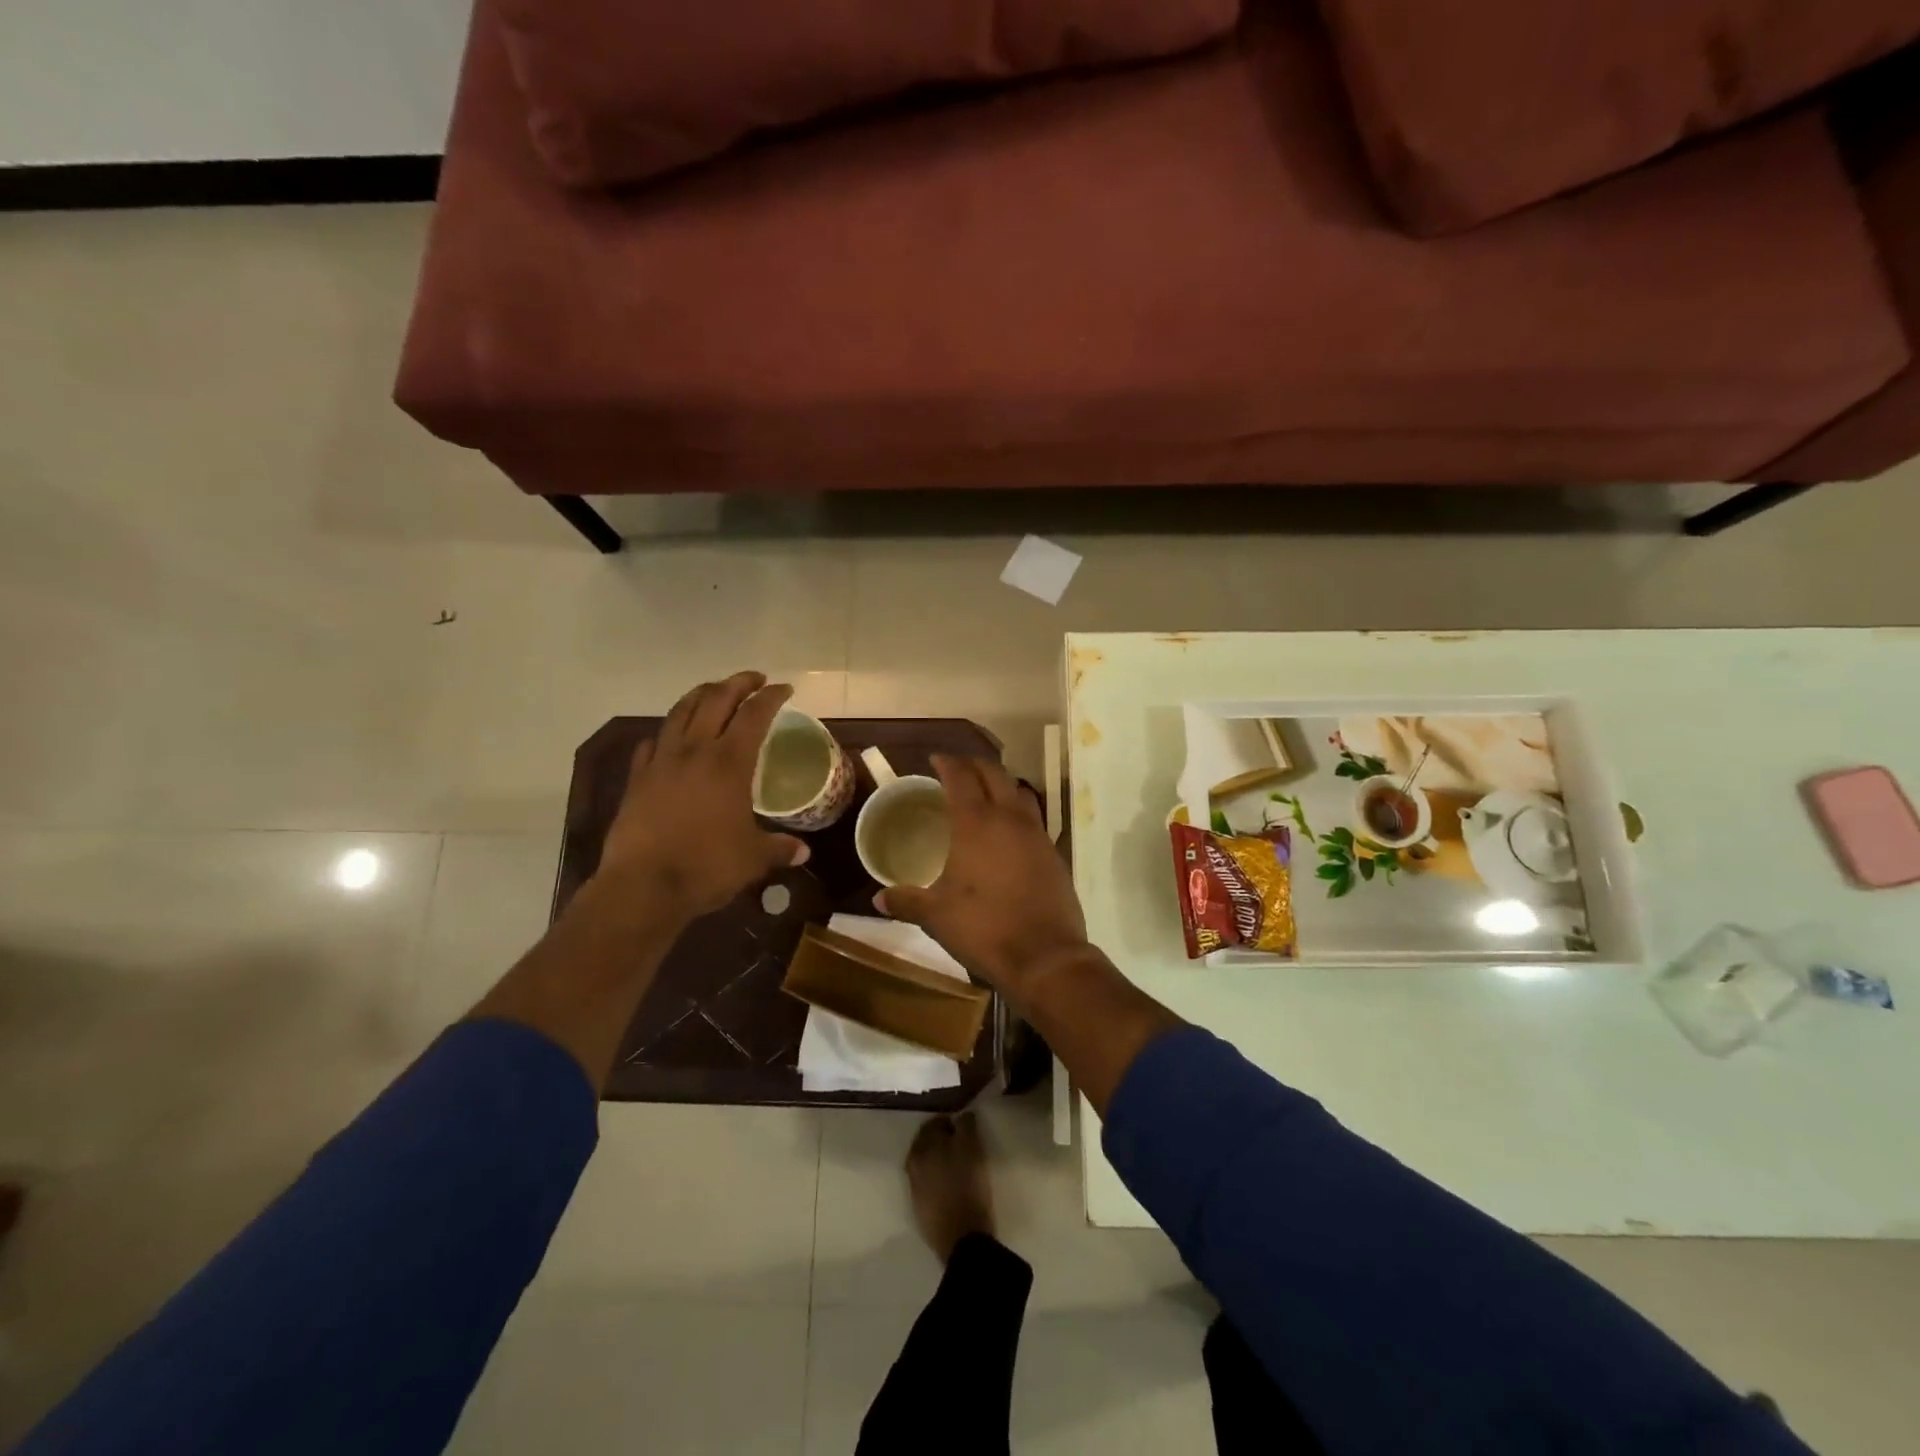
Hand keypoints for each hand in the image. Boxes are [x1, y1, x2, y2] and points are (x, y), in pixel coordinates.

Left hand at [597, 672, 807, 919]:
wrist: (643, 886)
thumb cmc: (706, 866)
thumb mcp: (753, 858)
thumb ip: (779, 848)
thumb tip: (803, 852)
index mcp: (729, 762)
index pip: (754, 714)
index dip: (771, 697)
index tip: (784, 689)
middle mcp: (694, 751)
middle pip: (716, 700)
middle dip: (738, 683)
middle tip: (755, 680)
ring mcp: (661, 762)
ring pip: (680, 712)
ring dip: (701, 695)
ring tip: (714, 692)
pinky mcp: (637, 779)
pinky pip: (652, 743)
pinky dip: (667, 733)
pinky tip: (671, 739)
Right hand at [876, 755, 1089, 1001]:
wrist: (1045, 956)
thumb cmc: (983, 928)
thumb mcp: (936, 915)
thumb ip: (906, 902)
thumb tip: (878, 899)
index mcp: (977, 823)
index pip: (961, 778)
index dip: (947, 764)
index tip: (935, 760)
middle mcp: (1009, 818)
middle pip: (995, 774)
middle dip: (974, 765)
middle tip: (957, 769)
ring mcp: (1037, 834)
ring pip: (1020, 791)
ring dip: (1001, 784)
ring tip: (985, 793)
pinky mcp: (1054, 853)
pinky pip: (1034, 818)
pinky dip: (1018, 812)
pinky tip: (1008, 831)